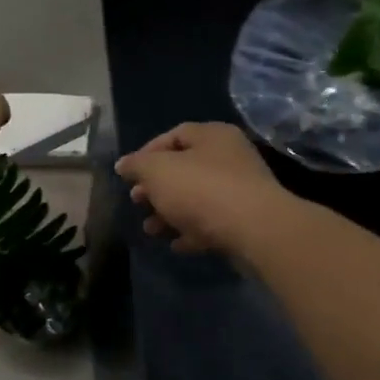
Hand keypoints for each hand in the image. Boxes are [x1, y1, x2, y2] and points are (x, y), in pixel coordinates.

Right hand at [114, 122, 293, 254]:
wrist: (255, 230)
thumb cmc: (201, 189)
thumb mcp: (157, 171)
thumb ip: (137, 165)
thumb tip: (123, 164)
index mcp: (212, 136)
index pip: (174, 135)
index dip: (147, 153)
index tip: (129, 175)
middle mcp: (230, 158)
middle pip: (185, 168)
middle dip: (156, 187)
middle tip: (137, 201)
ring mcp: (241, 190)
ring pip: (197, 198)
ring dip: (170, 212)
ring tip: (150, 229)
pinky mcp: (246, 220)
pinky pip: (212, 222)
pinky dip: (192, 231)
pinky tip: (176, 244)